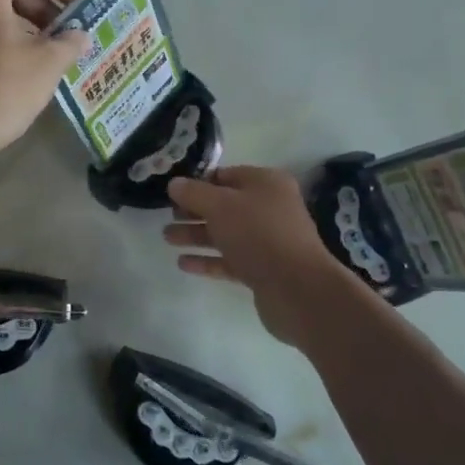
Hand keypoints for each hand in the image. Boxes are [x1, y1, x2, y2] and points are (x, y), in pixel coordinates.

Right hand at [164, 167, 347, 346]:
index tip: (172, 192)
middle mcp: (269, 208)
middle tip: (167, 216)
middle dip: (194, 211)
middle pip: (224, 205)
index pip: (225, 176)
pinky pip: (229, 260)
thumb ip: (194, 193)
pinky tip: (183, 263)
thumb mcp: (220, 205)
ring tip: (167, 238)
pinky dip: (208, 260)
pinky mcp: (262, 269)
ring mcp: (267, 241)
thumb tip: (174, 184)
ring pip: (225, 233)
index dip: (198, 182)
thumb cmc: (258, 234)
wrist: (297, 289)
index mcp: (266, 183)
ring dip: (196, 235)